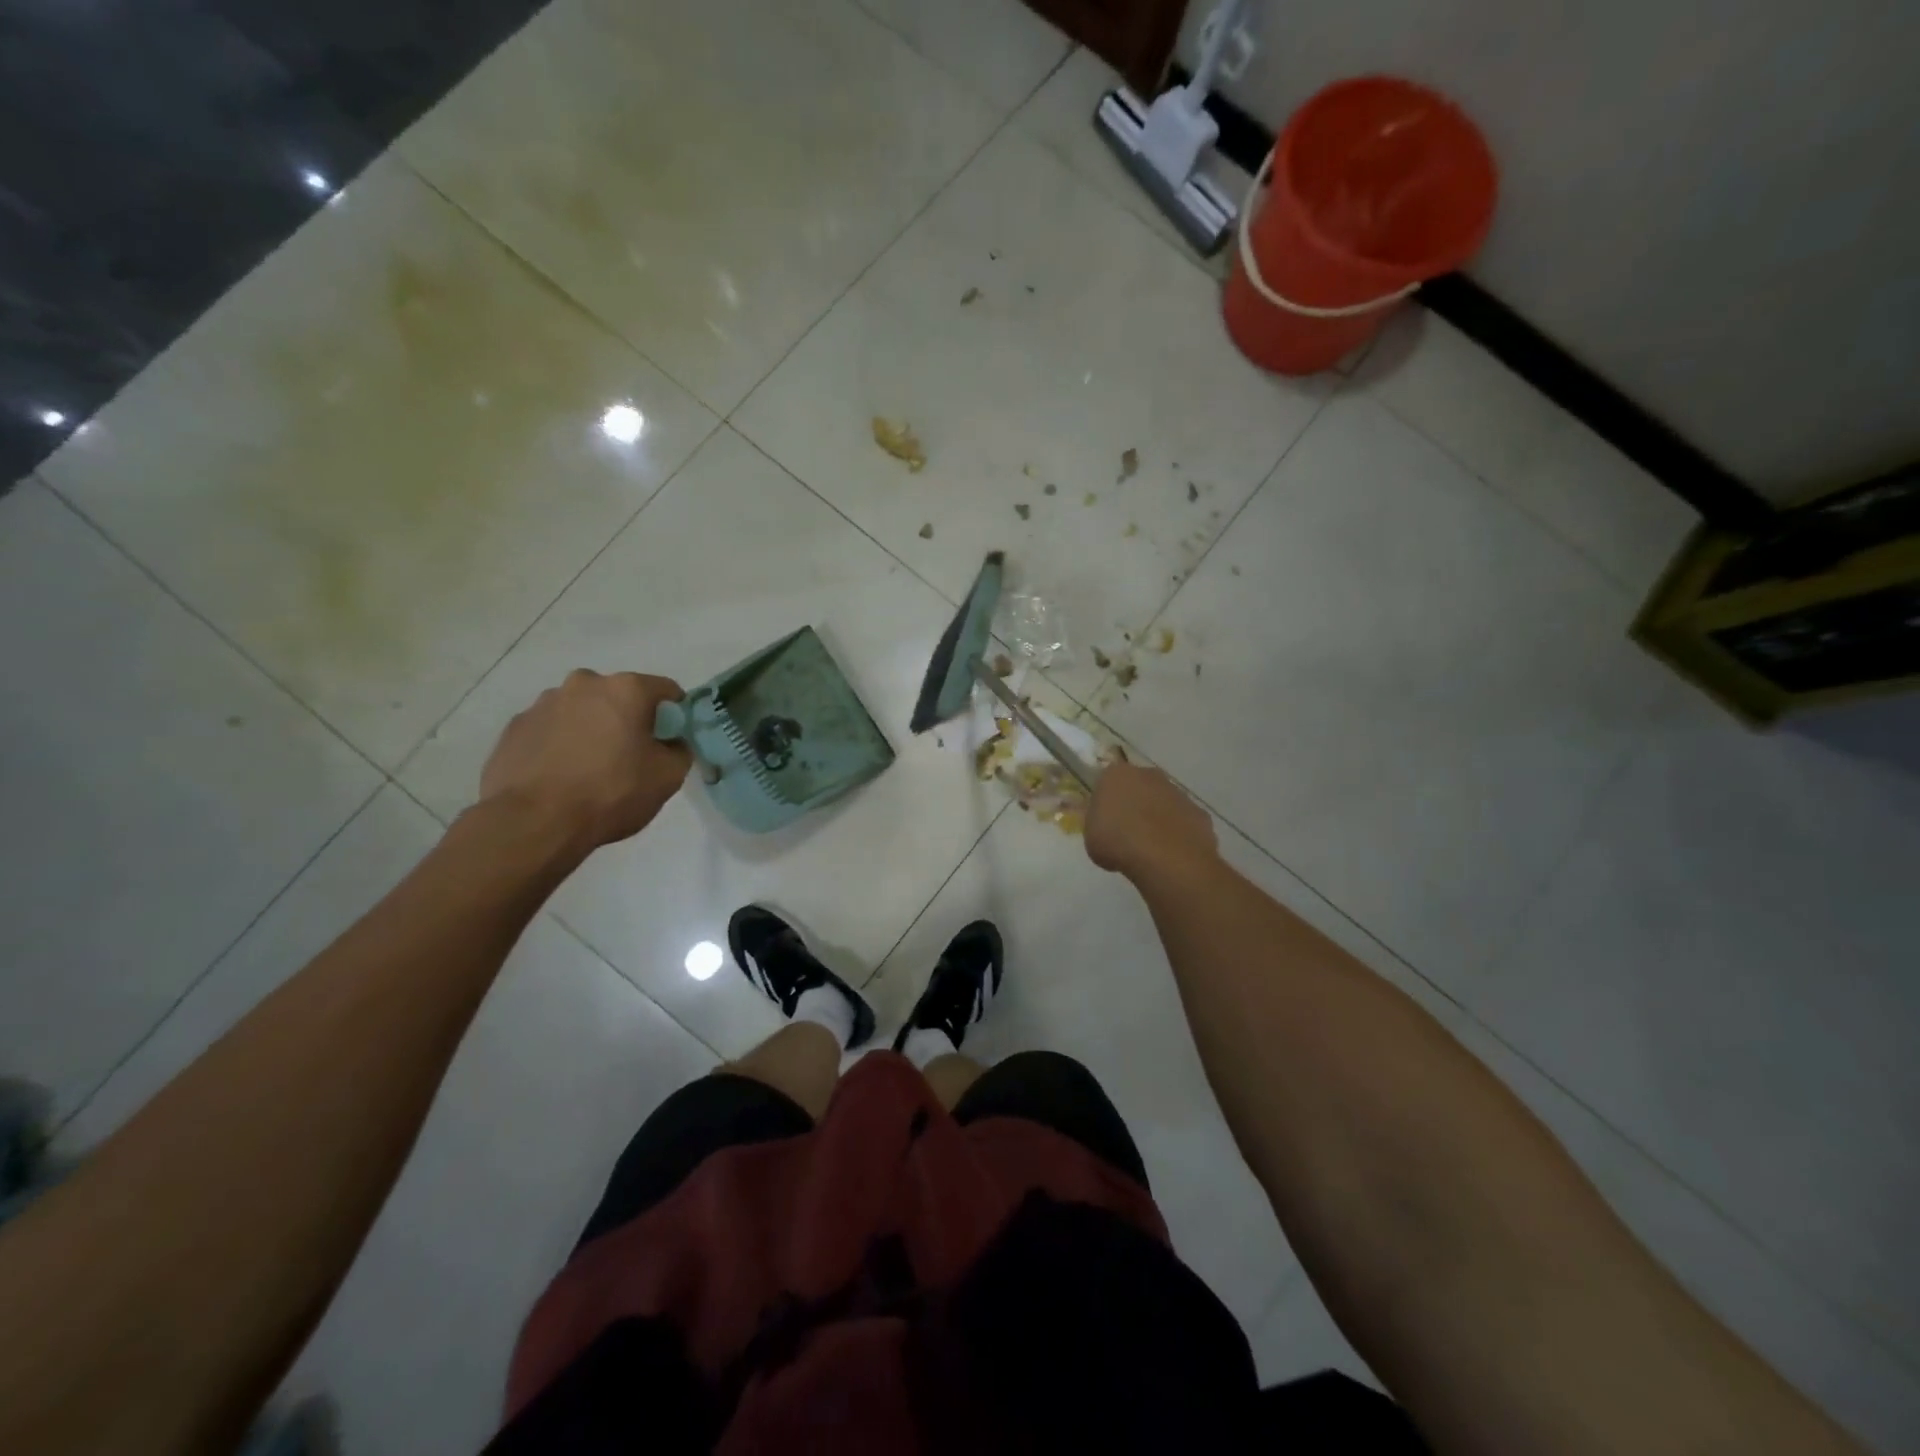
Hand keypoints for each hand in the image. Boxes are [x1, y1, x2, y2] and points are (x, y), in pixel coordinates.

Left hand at [480, 670, 691, 850]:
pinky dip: (560, 744)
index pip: (665, 689)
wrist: (534, 822)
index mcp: (626, 689)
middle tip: (630, 755)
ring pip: (581, 710)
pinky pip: (550, 729)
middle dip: (627, 718)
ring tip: (590, 768)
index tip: (672, 738)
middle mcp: (584, 684)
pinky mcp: (515, 727)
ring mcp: (543, 703)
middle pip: (618, 696)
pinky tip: (561, 775)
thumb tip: (671, 744)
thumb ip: (679, 751)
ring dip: (591, 729)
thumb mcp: (667, 777)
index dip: (675, 713)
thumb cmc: (611, 793)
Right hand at [1085, 759, 1218, 881]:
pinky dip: (1177, 833)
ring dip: (1157, 818)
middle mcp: (1148, 775)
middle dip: (1134, 804)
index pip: (1107, 782)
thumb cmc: (1118, 842)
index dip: (1105, 802)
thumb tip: (1105, 821)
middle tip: (1126, 832)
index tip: (1103, 822)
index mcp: (1116, 775)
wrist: (1166, 859)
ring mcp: (1177, 792)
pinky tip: (1170, 854)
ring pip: (1163, 802)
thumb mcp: (1090, 835)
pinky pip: (1182, 821)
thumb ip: (1097, 822)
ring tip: (1149, 848)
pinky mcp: (1198, 812)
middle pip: (1138, 787)